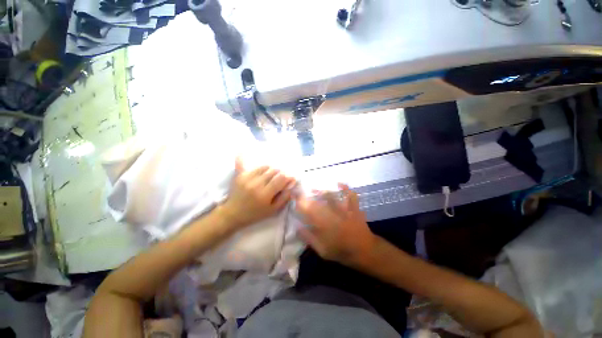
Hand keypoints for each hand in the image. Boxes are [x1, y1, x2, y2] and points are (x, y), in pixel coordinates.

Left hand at [220, 157, 295, 228]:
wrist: (233, 213)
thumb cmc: (255, 214)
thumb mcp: (272, 210)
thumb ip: (284, 198)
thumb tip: (291, 185)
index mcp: (264, 194)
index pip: (281, 179)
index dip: (288, 177)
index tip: (290, 178)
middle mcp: (256, 184)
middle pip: (274, 171)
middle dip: (280, 173)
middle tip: (281, 178)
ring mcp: (247, 178)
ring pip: (265, 167)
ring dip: (271, 170)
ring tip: (271, 176)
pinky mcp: (241, 175)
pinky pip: (254, 167)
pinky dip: (262, 168)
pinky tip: (263, 171)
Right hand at [295, 183, 377, 266]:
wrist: (365, 251)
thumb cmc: (342, 252)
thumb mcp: (323, 251)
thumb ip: (309, 239)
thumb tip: (297, 227)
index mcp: (324, 227)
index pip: (308, 212)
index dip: (300, 204)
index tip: (293, 199)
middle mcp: (333, 216)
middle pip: (317, 202)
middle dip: (307, 196)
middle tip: (300, 191)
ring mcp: (344, 210)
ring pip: (332, 197)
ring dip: (321, 191)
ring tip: (314, 187)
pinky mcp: (354, 208)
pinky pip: (350, 195)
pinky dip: (345, 188)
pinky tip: (339, 182)